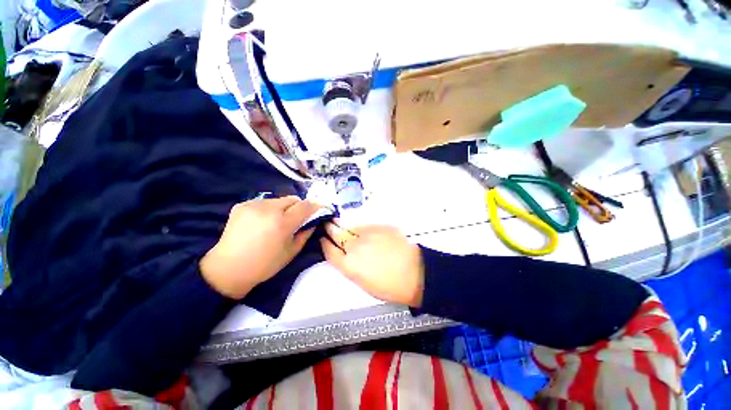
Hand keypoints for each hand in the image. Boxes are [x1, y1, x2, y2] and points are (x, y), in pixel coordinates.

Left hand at [200, 196, 320, 298]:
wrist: (228, 268)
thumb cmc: (265, 264)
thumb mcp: (292, 251)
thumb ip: (306, 232)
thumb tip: (313, 221)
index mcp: (282, 223)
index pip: (305, 206)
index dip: (315, 206)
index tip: (319, 209)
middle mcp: (268, 209)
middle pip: (292, 199)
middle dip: (298, 207)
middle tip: (296, 219)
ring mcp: (253, 205)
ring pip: (278, 200)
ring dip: (283, 208)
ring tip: (277, 221)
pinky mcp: (242, 205)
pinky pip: (264, 202)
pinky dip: (269, 209)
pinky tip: (262, 222)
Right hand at [321, 223, 424, 306]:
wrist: (415, 272)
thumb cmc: (389, 286)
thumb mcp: (363, 282)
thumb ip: (350, 266)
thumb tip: (345, 255)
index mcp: (348, 265)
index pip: (329, 250)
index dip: (324, 243)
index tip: (322, 239)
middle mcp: (354, 246)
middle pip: (335, 233)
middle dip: (329, 228)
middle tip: (326, 224)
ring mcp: (367, 233)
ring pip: (349, 226)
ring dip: (343, 226)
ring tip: (340, 223)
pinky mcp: (379, 226)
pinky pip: (365, 225)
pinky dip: (360, 227)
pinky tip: (363, 230)